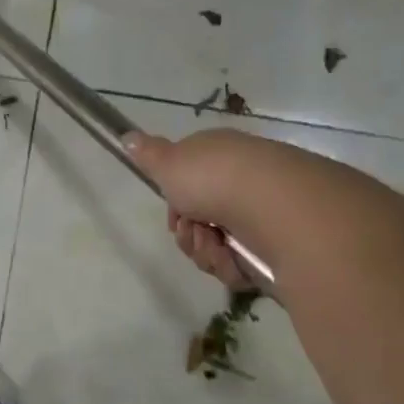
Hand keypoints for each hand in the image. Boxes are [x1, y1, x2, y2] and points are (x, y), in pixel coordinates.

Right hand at [124, 129, 277, 291]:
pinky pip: (238, 266)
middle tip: (193, 230)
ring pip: (214, 248)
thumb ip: (148, 155)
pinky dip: (230, 265)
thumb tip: (128, 136)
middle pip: (199, 222)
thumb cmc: (214, 179)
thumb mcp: (169, 162)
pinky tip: (234, 257)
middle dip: (189, 234)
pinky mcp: (274, 248)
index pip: (191, 185)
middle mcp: (241, 185)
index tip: (174, 213)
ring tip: (216, 244)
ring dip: (206, 251)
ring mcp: (260, 217)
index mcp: (220, 159)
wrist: (271, 208)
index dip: (176, 205)